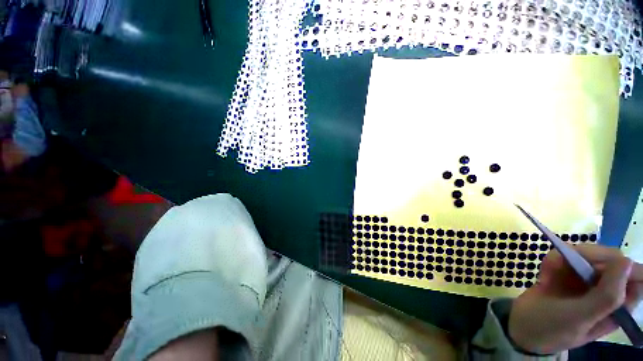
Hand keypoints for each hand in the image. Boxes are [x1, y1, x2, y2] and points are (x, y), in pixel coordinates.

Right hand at [509, 244, 642, 353]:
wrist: (520, 325)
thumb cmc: (551, 328)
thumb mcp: (579, 318)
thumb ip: (606, 296)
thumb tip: (626, 261)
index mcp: (618, 306)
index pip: (635, 276)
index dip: (619, 265)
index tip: (594, 266)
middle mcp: (607, 290)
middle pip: (610, 259)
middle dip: (586, 257)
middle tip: (563, 264)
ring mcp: (587, 281)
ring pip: (586, 254)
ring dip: (564, 259)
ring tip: (548, 274)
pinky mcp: (569, 274)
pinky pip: (566, 256)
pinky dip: (553, 261)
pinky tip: (544, 275)